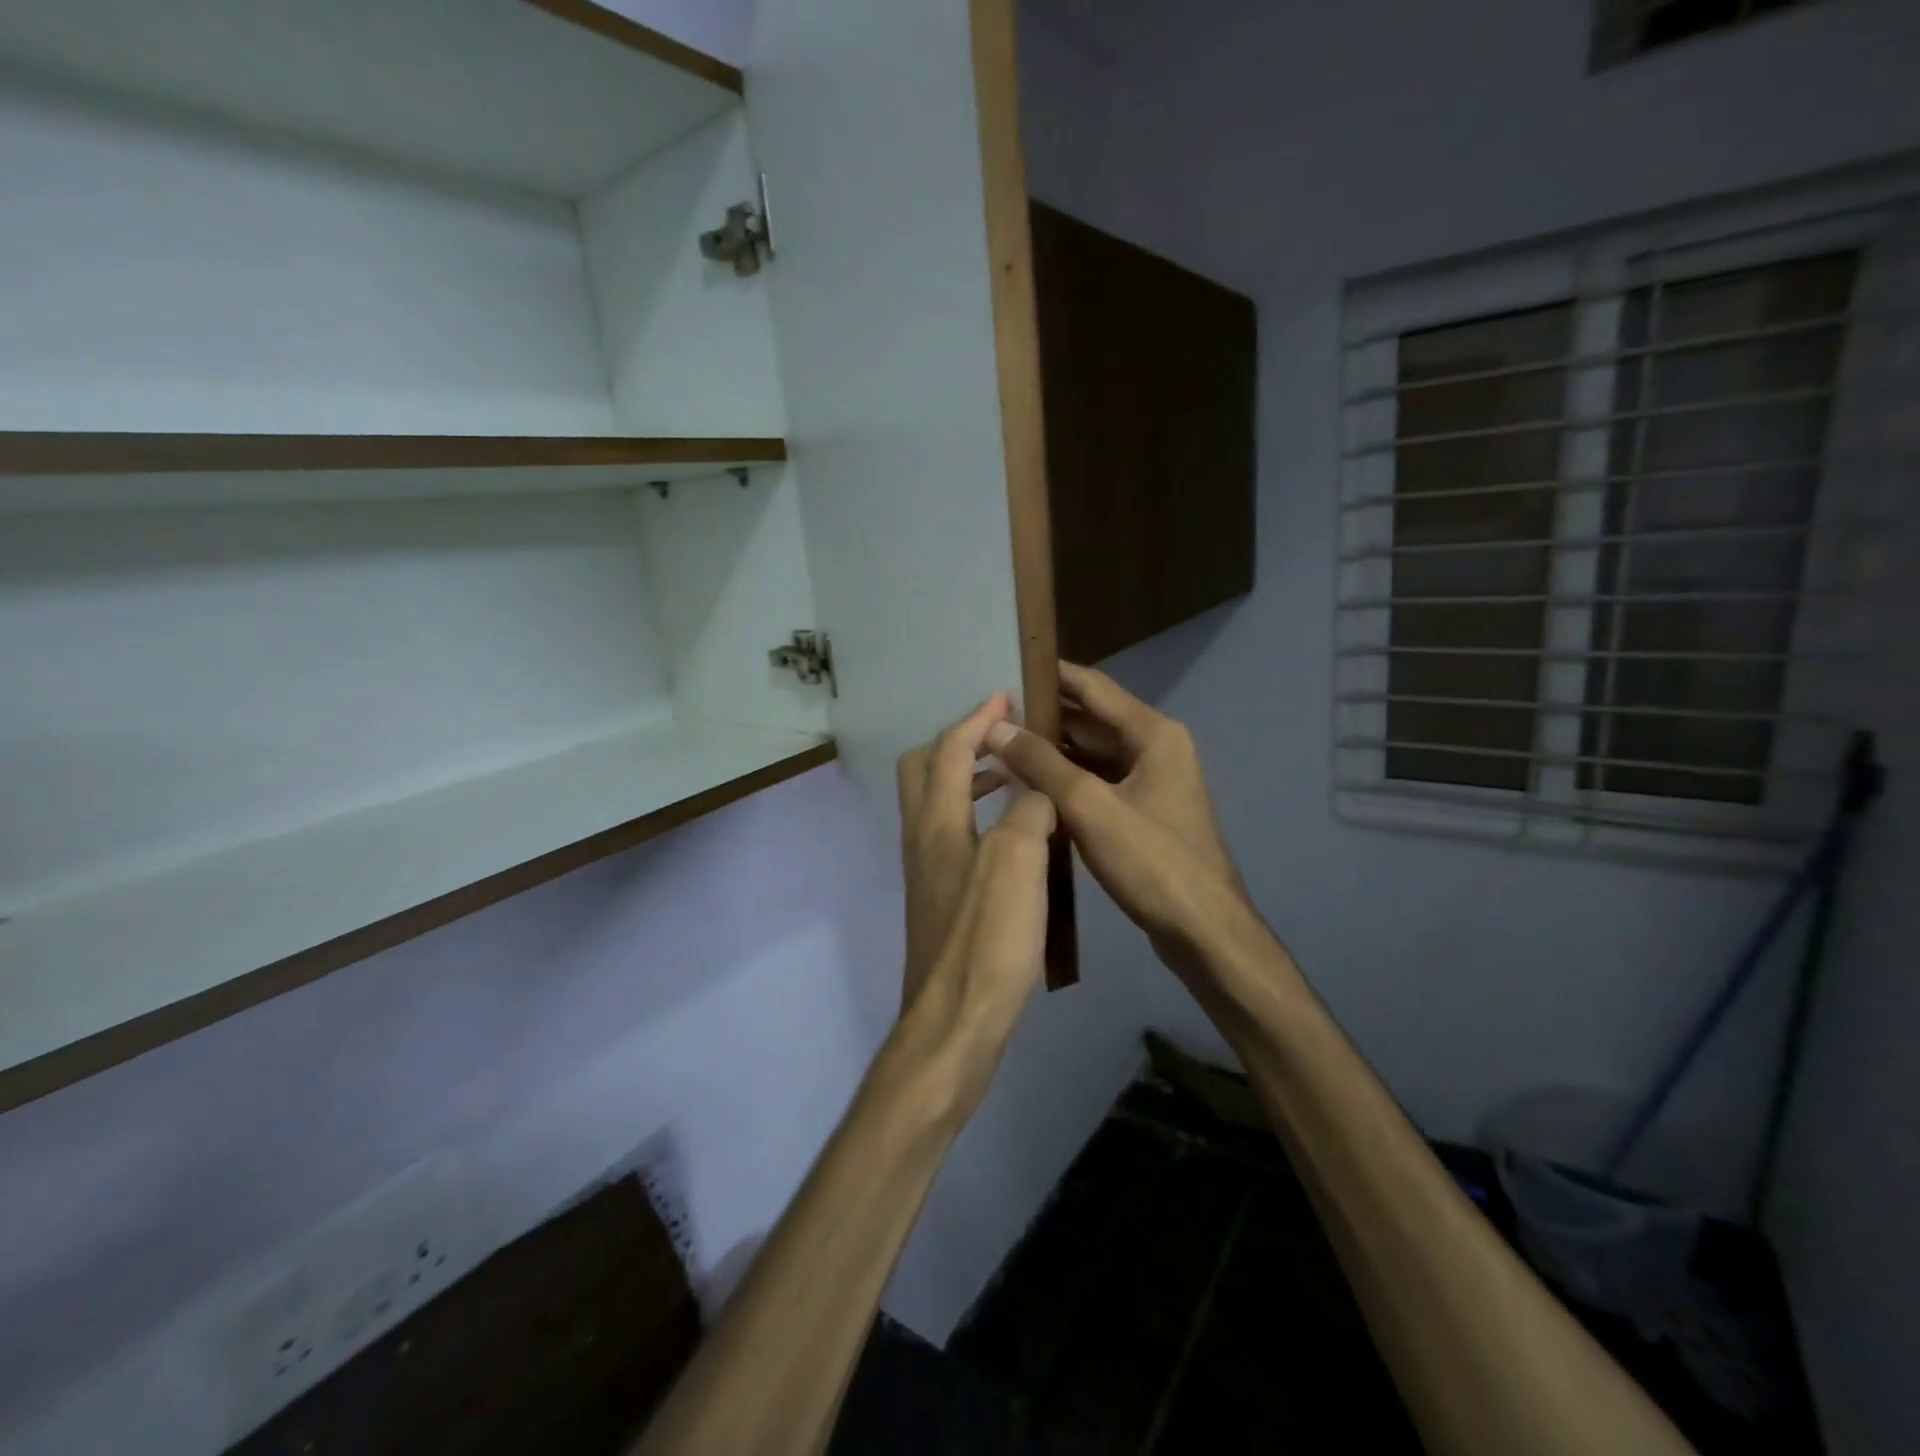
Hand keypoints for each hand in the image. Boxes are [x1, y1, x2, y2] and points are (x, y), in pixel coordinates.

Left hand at [889, 694, 1057, 1120]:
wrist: (955, 1022)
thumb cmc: (987, 938)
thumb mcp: (1019, 861)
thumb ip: (1029, 810)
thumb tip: (1037, 788)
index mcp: (935, 821)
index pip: (948, 750)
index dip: (976, 719)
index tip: (1005, 696)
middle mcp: (921, 839)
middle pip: (924, 771)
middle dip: (960, 744)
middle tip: (1004, 738)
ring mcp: (927, 872)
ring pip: (938, 805)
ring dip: (971, 779)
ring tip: (1015, 778)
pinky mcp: (940, 900)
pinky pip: (953, 836)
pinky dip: (978, 816)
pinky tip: (1013, 838)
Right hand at [985, 663, 1245, 974]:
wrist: (1203, 931)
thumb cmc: (1152, 861)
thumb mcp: (1090, 806)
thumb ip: (1041, 763)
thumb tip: (997, 728)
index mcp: (1154, 734)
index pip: (1094, 688)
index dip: (1052, 675)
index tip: (1009, 664)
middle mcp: (1156, 749)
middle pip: (1092, 721)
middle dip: (1044, 717)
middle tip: (991, 715)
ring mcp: (1152, 783)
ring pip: (1093, 756)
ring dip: (1052, 752)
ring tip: (1000, 747)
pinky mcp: (1144, 814)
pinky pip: (1099, 784)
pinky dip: (1067, 782)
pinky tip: (1029, 787)